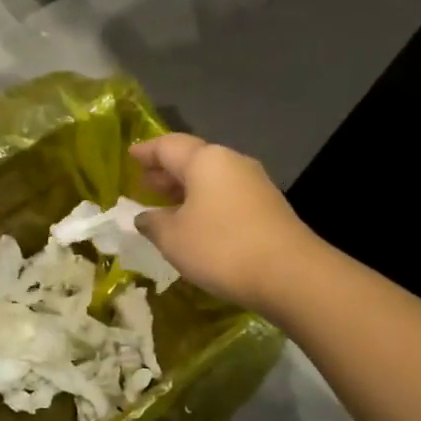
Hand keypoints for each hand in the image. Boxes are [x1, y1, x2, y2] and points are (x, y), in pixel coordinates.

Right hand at [129, 134, 315, 314]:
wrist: (291, 274)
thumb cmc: (221, 248)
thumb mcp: (173, 238)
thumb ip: (153, 223)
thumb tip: (144, 217)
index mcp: (205, 160)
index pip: (167, 146)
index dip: (145, 152)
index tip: (130, 157)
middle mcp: (231, 162)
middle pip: (192, 158)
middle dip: (166, 170)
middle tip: (144, 183)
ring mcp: (255, 183)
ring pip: (212, 177)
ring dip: (187, 188)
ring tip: (166, 203)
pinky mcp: (268, 206)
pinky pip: (227, 194)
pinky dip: (206, 201)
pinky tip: (197, 221)